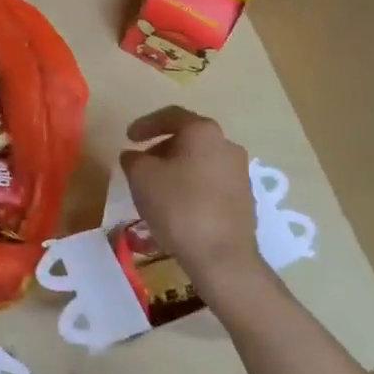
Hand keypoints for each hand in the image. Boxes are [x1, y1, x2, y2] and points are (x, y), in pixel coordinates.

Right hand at [120, 107, 265, 291]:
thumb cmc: (178, 206)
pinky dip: (192, 186)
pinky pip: (212, 183)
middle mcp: (227, 145)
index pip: (171, 116)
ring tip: (157, 187)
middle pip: (189, 138)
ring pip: (201, 161)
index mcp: (203, 132)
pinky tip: (178, 206)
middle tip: (141, 163)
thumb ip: (133, 159)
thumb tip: (134, 156)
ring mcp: (240, 173)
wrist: (222, 257)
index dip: (146, 124)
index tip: (128, 138)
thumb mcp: (141, 177)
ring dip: (177, 168)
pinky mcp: (245, 200)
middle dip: (162, 148)